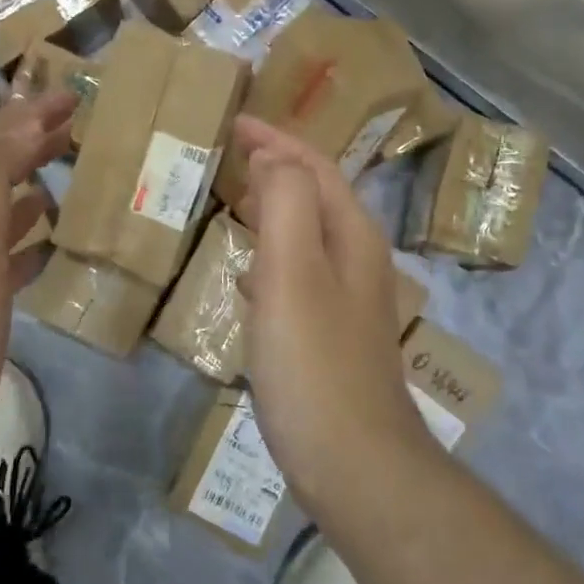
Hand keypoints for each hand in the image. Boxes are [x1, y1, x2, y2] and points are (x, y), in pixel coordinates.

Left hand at [0, 91, 73, 505]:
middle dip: (30, 146)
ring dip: (31, 190)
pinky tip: (50, 249)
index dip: (28, 114)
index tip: (71, 94)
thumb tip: (24, 117)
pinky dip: (29, 244)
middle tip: (78, 129)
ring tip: (73, 178)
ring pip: (0, 215)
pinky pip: (6, 262)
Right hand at [235, 116, 434, 516]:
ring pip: (305, 236)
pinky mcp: (329, 336)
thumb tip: (273, 158)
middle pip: (315, 196)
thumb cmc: (314, 362)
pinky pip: (296, 276)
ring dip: (272, 211)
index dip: (276, 140)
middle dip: (275, 169)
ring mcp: (345, 301)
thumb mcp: (294, 273)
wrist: (353, 461)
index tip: (234, 122)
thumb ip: (286, 204)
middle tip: (227, 156)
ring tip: (233, 201)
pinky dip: (270, 257)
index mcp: (351, 236)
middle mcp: (355, 260)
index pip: (314, 167)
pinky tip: (245, 275)